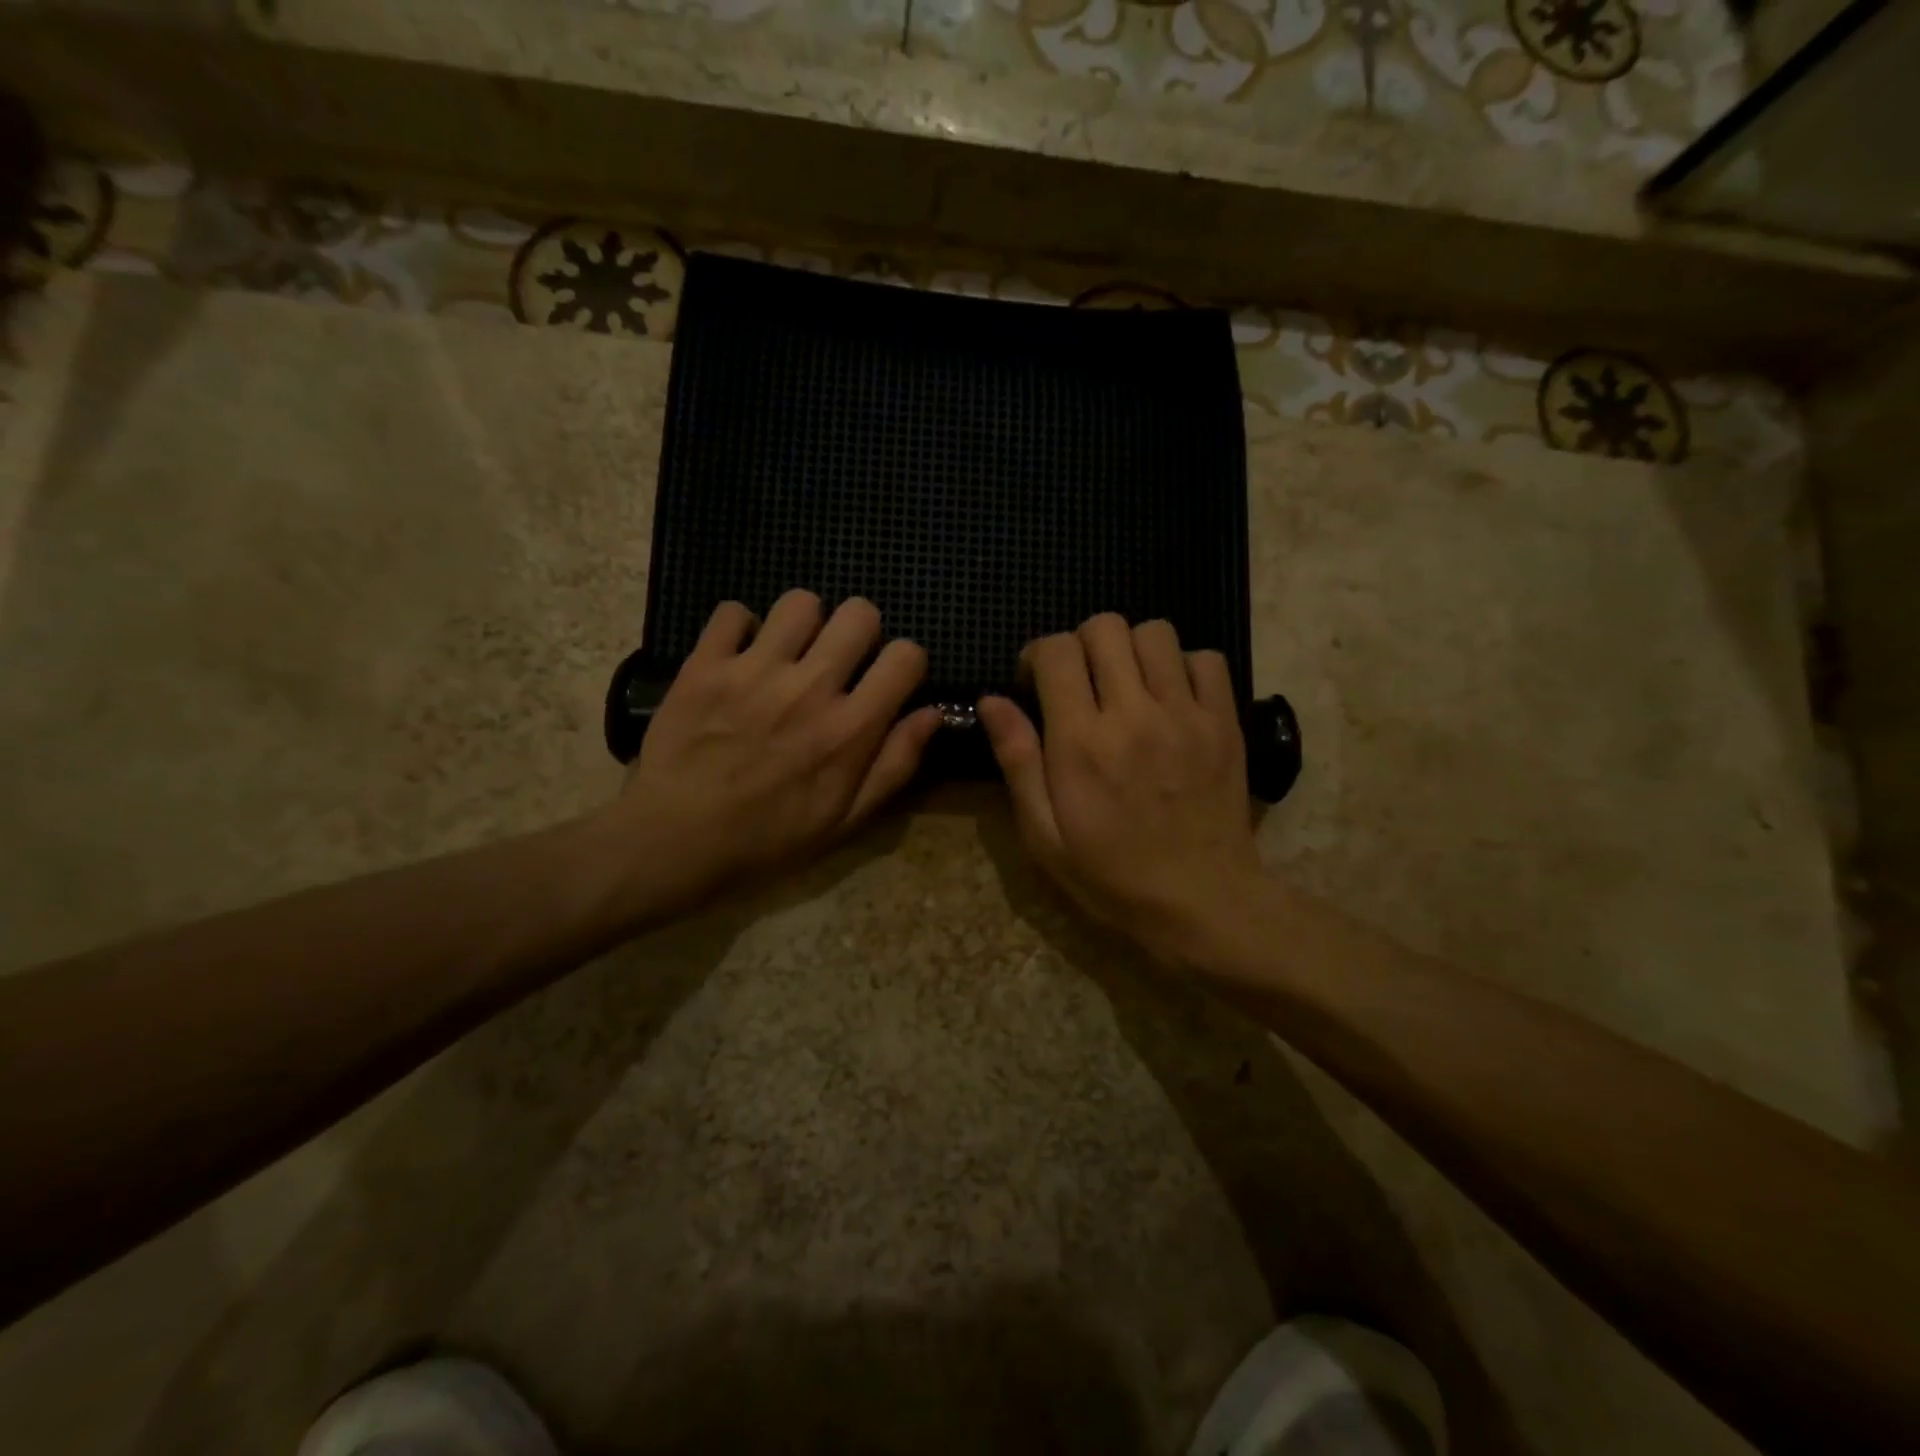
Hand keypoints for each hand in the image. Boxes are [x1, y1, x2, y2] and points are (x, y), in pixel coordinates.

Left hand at [601, 590, 940, 913]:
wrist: (676, 840)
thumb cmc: (770, 837)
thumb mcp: (847, 819)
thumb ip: (895, 764)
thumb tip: (932, 714)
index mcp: (850, 728)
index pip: (906, 656)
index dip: (906, 662)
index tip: (889, 679)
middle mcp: (810, 688)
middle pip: (860, 614)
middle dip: (861, 631)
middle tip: (840, 660)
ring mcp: (754, 670)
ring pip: (801, 602)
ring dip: (804, 624)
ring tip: (788, 652)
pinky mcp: (706, 664)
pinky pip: (733, 612)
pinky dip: (740, 628)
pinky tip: (739, 656)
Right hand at [977, 614, 1264, 963]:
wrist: (1202, 902)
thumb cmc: (1111, 875)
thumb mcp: (1044, 834)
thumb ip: (1017, 761)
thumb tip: (991, 700)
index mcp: (1081, 741)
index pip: (1056, 651)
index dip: (1037, 655)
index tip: (1035, 682)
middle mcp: (1133, 714)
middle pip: (1105, 627)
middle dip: (1081, 644)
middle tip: (1080, 682)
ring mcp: (1186, 714)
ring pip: (1155, 632)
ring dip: (1131, 648)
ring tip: (1127, 685)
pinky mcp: (1225, 722)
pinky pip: (1207, 659)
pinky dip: (1184, 665)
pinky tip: (1171, 697)